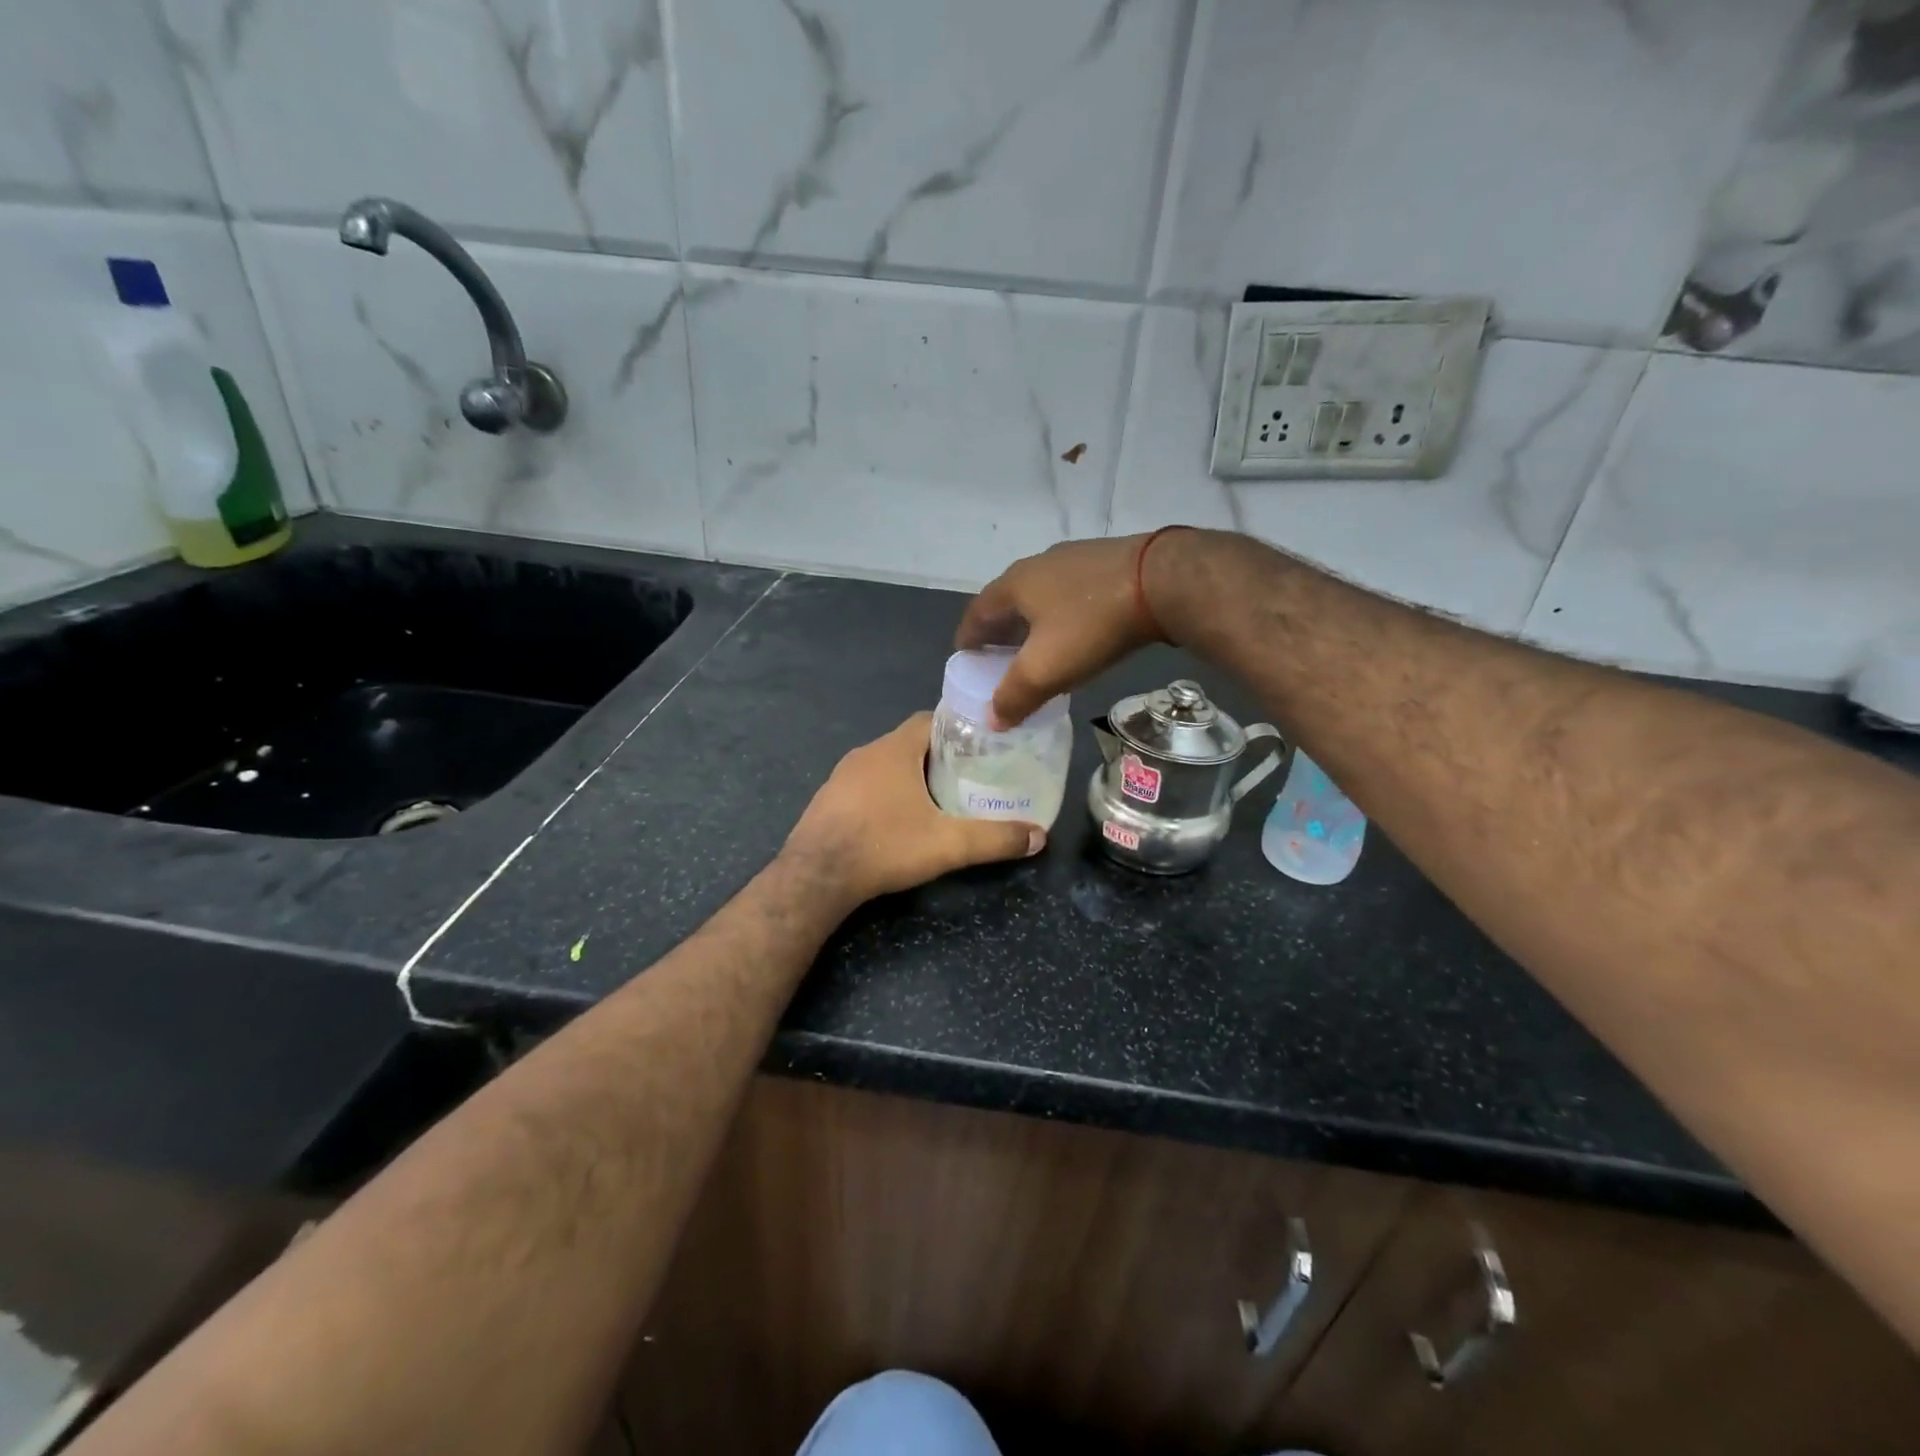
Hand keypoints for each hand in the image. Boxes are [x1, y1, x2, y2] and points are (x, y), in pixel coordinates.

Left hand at [782, 713, 1043, 905]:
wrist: (816, 877)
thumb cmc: (885, 845)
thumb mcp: (948, 845)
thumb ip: (995, 839)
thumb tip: (1039, 837)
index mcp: (894, 749)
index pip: (930, 719)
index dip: (957, 729)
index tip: (980, 747)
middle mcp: (866, 753)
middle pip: (910, 742)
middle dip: (939, 756)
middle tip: (968, 777)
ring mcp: (841, 776)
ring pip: (885, 764)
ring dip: (910, 776)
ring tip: (938, 799)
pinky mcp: (827, 799)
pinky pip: (864, 785)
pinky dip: (884, 793)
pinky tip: (897, 820)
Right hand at [956, 532, 1179, 727]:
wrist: (1162, 582)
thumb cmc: (1091, 625)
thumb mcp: (1045, 669)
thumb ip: (1013, 696)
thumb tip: (992, 719)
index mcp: (1014, 585)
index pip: (976, 613)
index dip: (968, 639)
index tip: (966, 660)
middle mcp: (1038, 564)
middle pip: (1007, 601)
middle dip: (1000, 631)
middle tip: (1000, 659)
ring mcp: (1074, 558)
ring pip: (1041, 595)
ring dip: (1032, 621)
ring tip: (1038, 647)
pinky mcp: (1107, 561)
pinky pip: (1072, 592)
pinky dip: (1063, 613)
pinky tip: (1078, 630)